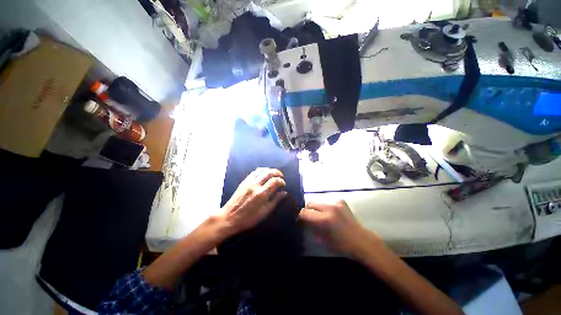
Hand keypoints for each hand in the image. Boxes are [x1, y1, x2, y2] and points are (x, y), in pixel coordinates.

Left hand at [218, 168, 286, 237]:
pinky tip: (264, 174)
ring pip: (261, 170)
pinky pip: (254, 172)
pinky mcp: (244, 181)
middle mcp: (255, 185)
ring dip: (269, 170)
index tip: (283, 184)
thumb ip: (275, 201)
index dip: (281, 181)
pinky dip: (261, 171)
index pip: (275, 181)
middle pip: (269, 172)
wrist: (229, 217)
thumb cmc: (248, 218)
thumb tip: (284, 193)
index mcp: (262, 194)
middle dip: (277, 172)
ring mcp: (248, 182)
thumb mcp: (264, 212)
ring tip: (274, 174)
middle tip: (281, 176)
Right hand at [299, 200, 380, 256]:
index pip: (305, 212)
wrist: (361, 240)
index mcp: (324, 219)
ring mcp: (336, 202)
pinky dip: (325, 206)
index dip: (300, 216)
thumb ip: (312, 228)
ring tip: (320, 216)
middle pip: (310, 203)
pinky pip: (327, 201)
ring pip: (318, 201)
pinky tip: (329, 213)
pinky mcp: (341, 201)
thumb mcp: (323, 240)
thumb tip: (304, 221)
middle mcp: (329, 207)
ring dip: (316, 208)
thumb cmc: (342, 245)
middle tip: (310, 218)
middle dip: (308, 210)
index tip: (301, 220)